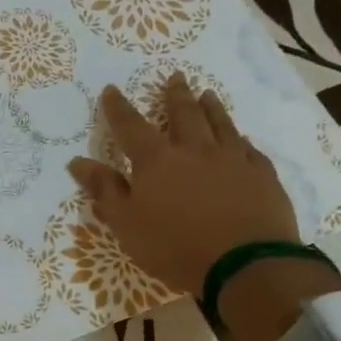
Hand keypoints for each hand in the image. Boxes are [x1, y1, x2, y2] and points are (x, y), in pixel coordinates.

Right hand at [67, 75, 299, 296]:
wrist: (244, 264)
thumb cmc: (173, 245)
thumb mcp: (126, 222)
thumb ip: (104, 190)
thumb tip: (77, 162)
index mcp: (156, 161)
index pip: (131, 127)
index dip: (118, 108)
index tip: (111, 89)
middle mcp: (195, 150)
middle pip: (184, 114)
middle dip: (175, 95)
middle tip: (175, 76)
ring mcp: (233, 160)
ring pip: (220, 124)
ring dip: (211, 108)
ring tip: (207, 94)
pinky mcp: (262, 175)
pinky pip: (249, 149)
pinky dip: (240, 140)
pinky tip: (241, 139)